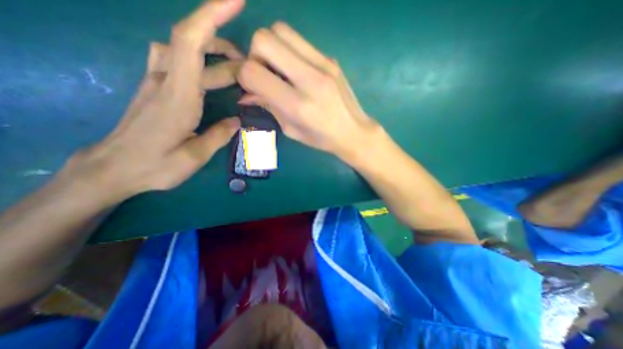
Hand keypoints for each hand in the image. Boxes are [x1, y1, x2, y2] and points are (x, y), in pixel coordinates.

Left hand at [63, 0, 246, 202]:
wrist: (114, 169)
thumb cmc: (155, 166)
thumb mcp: (194, 156)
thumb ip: (219, 135)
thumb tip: (237, 120)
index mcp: (178, 97)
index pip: (191, 43)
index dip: (211, 17)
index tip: (234, 1)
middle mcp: (164, 80)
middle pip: (192, 45)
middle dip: (226, 48)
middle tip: (252, 68)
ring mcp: (156, 82)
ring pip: (181, 49)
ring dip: (211, 49)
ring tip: (236, 67)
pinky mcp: (155, 88)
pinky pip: (174, 60)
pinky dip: (196, 58)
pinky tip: (209, 73)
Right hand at [236, 22, 376, 157]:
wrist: (354, 131)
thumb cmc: (321, 138)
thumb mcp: (291, 130)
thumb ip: (268, 107)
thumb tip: (246, 93)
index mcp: (297, 105)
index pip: (253, 72)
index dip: (244, 76)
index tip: (251, 86)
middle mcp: (309, 79)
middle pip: (264, 39)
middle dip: (255, 55)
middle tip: (265, 74)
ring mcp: (323, 65)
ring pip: (281, 30)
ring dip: (271, 47)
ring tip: (279, 70)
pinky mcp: (330, 59)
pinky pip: (299, 40)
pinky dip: (288, 50)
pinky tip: (295, 69)